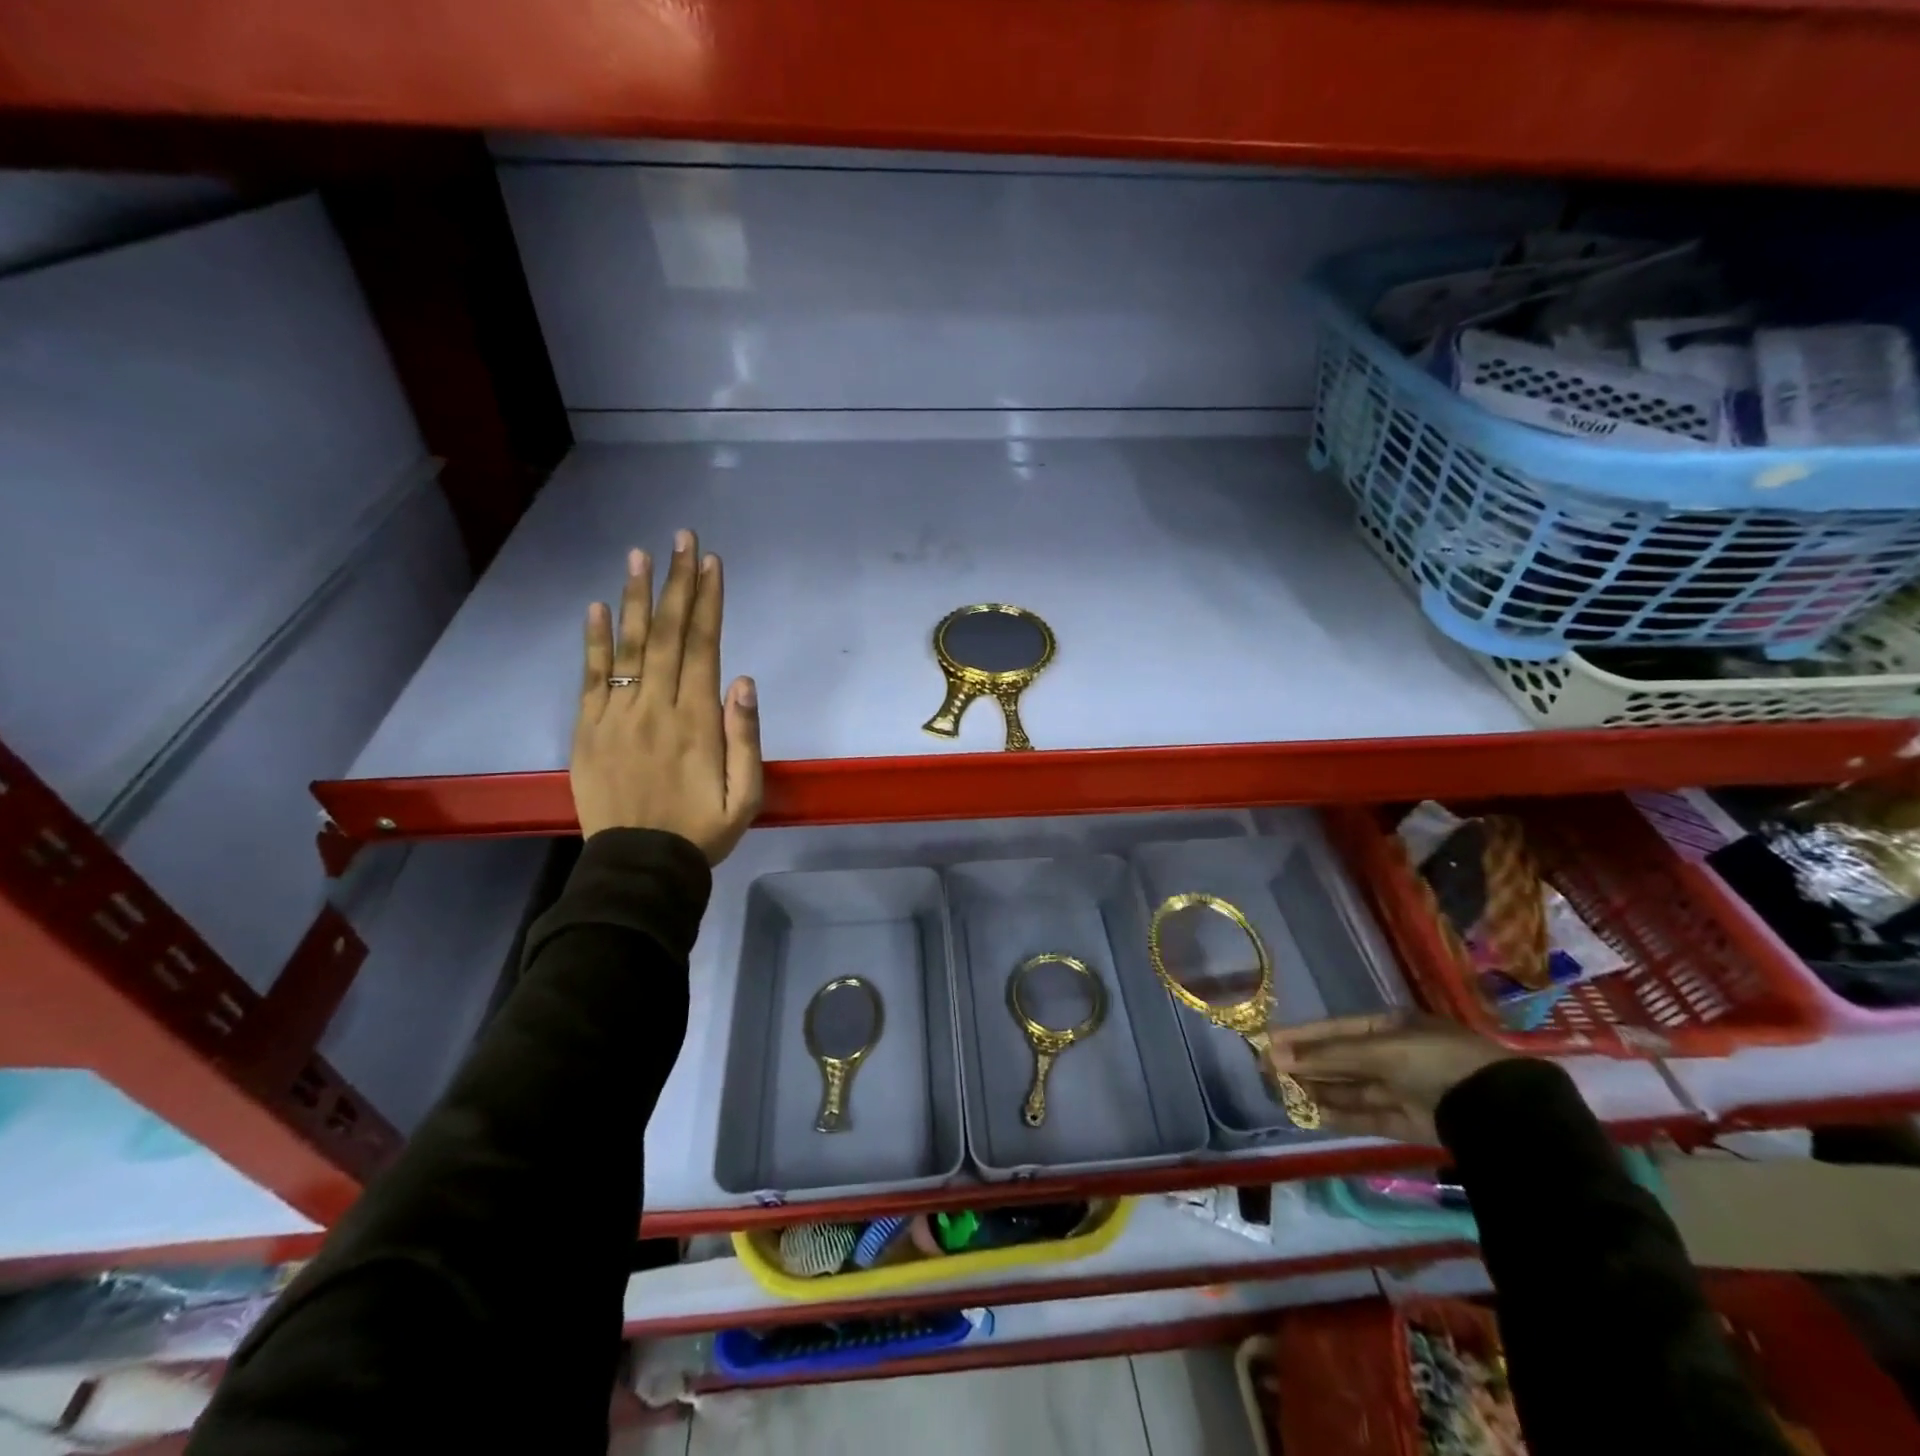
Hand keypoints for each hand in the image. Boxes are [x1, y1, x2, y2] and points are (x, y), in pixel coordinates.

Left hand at [572, 530, 762, 862]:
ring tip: (639, 556)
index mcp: (697, 721)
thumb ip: (746, 737)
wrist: (640, 866)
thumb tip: (743, 680)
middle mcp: (656, 708)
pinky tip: (596, 608)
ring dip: (635, 599)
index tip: (710, 563)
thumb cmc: (701, 831)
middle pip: (668, 635)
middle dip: (676, 584)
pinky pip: (592, 678)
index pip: (703, 647)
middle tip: (680, 539)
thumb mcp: (746, 796)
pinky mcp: (589, 730)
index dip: (708, 602)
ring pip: (628, 647)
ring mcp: (617, 716)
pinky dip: (593, 642)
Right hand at [1266, 1012, 1513, 1142]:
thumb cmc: (1433, 1060)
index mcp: (1391, 1027)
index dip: (1302, 1036)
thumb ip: (1326, 1056)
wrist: (1499, 1110)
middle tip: (1267, 1071)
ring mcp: (1406, 1090)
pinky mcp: (1414, 1123)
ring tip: (1284, 1093)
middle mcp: (1397, 1055)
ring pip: (1353, 1089)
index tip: (1267, 1042)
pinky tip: (1315, 1115)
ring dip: (1320, 1090)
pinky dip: (1343, 1115)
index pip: (1336, 1029)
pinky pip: (1370, 1116)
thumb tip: (1274, 1056)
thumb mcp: (1377, 1050)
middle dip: (1307, 1065)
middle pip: (1342, 1060)